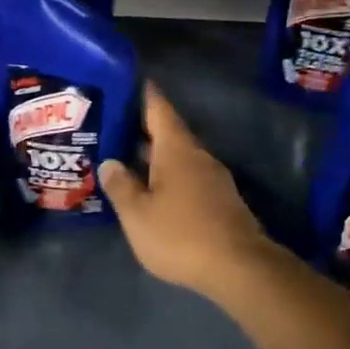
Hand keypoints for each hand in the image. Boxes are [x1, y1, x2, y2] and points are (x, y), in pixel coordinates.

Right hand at [101, 83, 275, 298]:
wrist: (239, 268)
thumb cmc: (181, 235)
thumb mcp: (138, 215)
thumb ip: (121, 186)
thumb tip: (110, 163)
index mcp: (176, 150)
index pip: (158, 109)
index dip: (143, 93)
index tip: (127, 80)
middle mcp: (197, 156)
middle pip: (168, 132)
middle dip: (142, 127)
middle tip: (112, 123)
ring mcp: (212, 178)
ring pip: (178, 157)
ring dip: (154, 154)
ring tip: (126, 156)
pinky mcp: (220, 201)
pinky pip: (187, 176)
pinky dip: (167, 175)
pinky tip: (151, 188)